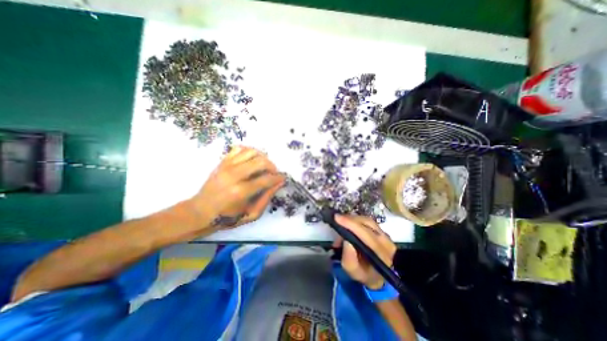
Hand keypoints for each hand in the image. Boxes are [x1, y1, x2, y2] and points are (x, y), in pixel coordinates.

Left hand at [189, 145, 284, 229]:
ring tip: (264, 166)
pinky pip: (239, 148)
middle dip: (272, 166)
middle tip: (274, 173)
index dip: (278, 178)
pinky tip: (252, 159)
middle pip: (261, 161)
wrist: (200, 212)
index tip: (283, 178)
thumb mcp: (252, 214)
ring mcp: (226, 166)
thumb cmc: (228, 217)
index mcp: (241, 192)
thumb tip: (279, 183)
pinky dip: (249, 151)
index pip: (266, 179)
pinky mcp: (222, 162)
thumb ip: (267, 198)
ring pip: (251, 152)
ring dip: (263, 157)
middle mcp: (234, 175)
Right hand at [334, 215, 396, 289]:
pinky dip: (356, 220)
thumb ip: (349, 258)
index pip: (366, 234)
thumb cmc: (364, 274)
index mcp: (381, 254)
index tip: (337, 218)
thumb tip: (345, 240)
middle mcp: (386, 241)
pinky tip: (348, 224)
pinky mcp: (381, 231)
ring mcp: (385, 235)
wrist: (378, 276)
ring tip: (341, 223)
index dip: (351, 224)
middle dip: (350, 220)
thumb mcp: (353, 272)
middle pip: (367, 223)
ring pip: (367, 220)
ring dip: (352, 219)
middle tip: (337, 220)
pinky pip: (367, 221)